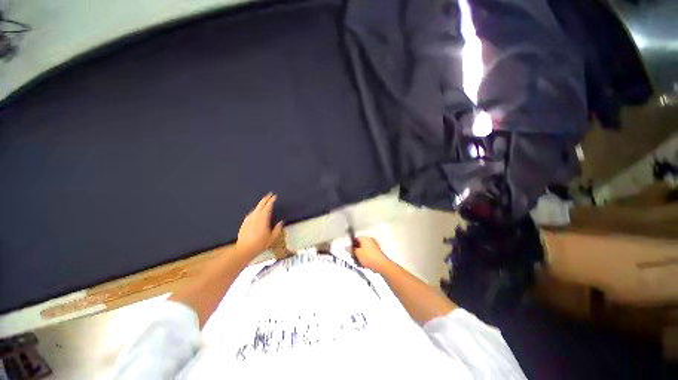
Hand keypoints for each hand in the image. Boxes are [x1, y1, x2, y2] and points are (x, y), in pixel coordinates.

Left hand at [236, 193, 283, 256]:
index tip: (275, 196)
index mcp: (263, 218)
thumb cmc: (260, 244)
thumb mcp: (272, 237)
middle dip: (266, 198)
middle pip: (260, 204)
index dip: (271, 200)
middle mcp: (255, 216)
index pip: (268, 206)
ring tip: (264, 202)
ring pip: (255, 208)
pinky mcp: (244, 223)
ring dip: (260, 204)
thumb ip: (277, 229)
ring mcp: (249, 219)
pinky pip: (251, 213)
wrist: (244, 249)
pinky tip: (256, 212)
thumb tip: (281, 222)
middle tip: (270, 194)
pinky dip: (255, 210)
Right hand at [351, 237, 391, 273]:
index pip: (356, 238)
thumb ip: (351, 250)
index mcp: (366, 238)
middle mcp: (370, 241)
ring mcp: (374, 247)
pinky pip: (368, 254)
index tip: (349, 251)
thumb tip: (346, 247)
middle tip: (354, 257)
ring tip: (358, 262)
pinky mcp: (377, 253)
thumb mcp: (357, 253)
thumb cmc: (368, 257)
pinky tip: (363, 264)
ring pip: (364, 250)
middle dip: (356, 251)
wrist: (381, 265)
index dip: (351, 245)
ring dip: (360, 256)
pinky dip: (365, 258)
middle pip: (360, 245)